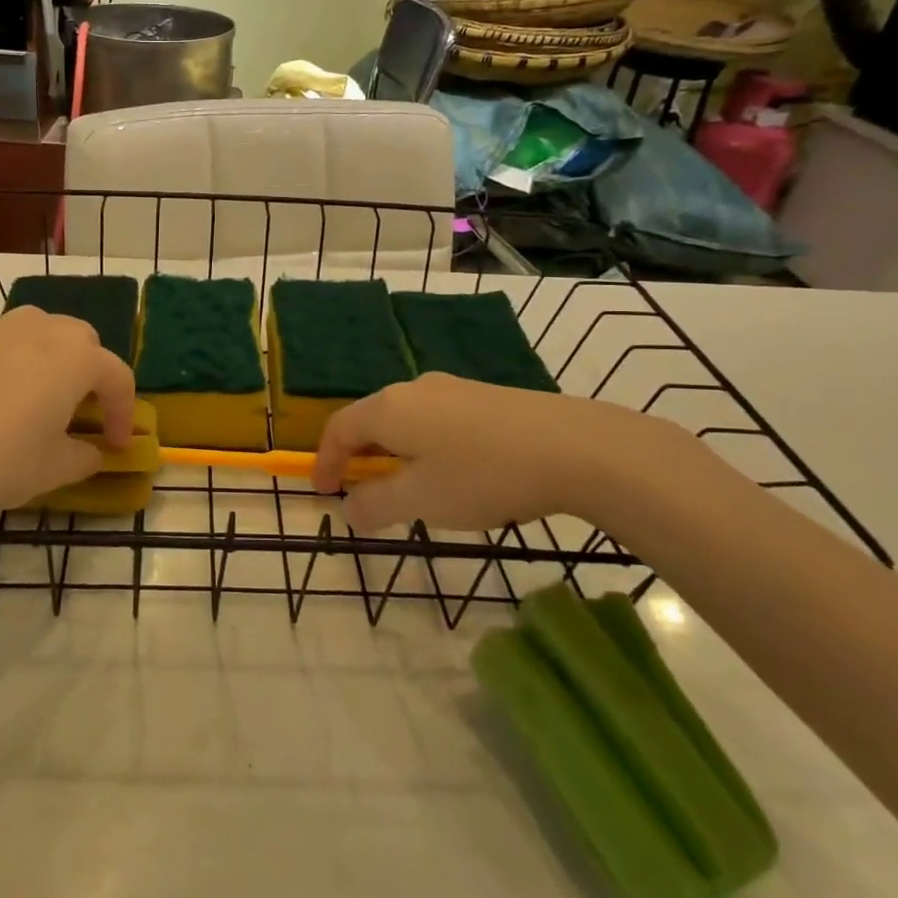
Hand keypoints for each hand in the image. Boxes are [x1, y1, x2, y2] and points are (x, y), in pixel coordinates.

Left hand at [0, 306, 135, 532]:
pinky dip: (3, 365)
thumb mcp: (51, 470)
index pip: (118, 377)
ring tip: (33, 400)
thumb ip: (83, 458)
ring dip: (47, 362)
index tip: (117, 445)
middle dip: (89, 374)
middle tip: (79, 413)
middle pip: (81, 342)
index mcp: (75, 357)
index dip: (124, 413)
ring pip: (36, 334)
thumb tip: (91, 452)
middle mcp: (39, 329)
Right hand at [311, 373, 676, 529]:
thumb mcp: (421, 500)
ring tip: (405, 485)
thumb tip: (349, 508)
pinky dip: (423, 445)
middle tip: (359, 489)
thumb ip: (375, 504)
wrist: (574, 447)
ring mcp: (451, 388)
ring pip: (405, 419)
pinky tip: (450, 471)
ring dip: (392, 451)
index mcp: (389, 408)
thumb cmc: (483, 475)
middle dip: (358, 456)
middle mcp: (413, 389)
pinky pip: (435, 419)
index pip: (339, 429)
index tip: (323, 493)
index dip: (325, 462)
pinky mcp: (483, 397)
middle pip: (370, 420)